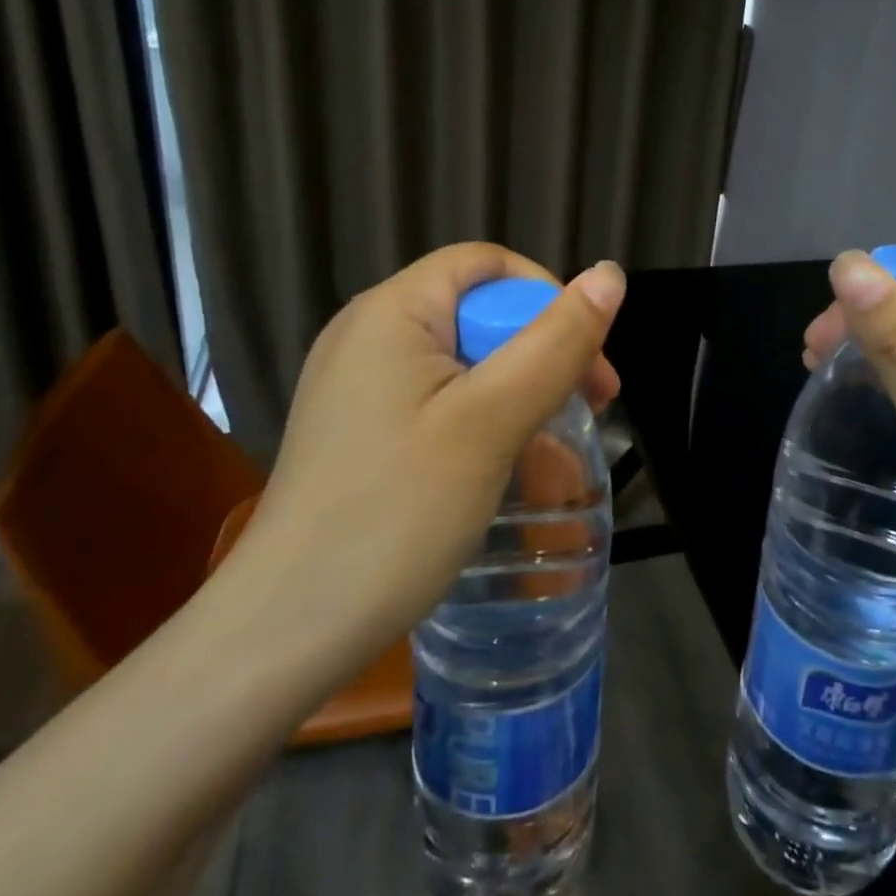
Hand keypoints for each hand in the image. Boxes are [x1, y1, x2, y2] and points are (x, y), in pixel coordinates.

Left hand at [223, 243, 625, 689]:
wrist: (285, 632)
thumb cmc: (397, 512)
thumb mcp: (492, 421)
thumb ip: (556, 342)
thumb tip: (610, 273)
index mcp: (393, 310)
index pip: (488, 264)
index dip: (547, 296)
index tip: (586, 360)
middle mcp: (369, 332)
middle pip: (478, 310)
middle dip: (541, 350)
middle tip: (591, 408)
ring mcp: (359, 382)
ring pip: (463, 359)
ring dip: (519, 390)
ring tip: (557, 446)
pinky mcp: (359, 427)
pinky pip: (437, 398)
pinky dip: (482, 418)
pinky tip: (506, 466)